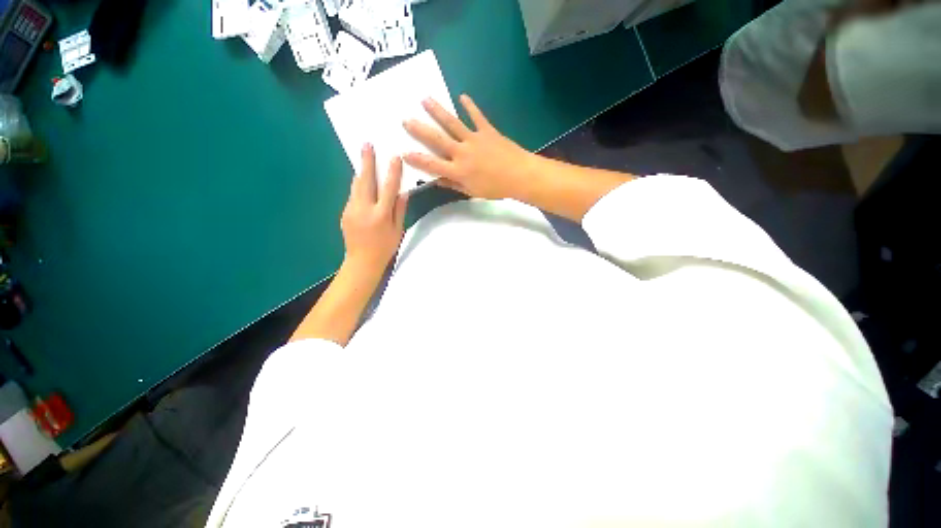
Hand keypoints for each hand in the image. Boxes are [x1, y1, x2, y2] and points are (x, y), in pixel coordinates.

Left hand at [340, 144, 408, 276]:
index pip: (388, 189)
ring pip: (356, 186)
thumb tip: (403, 193)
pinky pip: (353, 195)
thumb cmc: (385, 247)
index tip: (394, 158)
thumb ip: (399, 210)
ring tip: (365, 160)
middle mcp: (364, 209)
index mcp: (381, 215)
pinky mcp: (345, 212)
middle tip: (367, 145)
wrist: (362, 261)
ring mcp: (351, 210)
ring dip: (361, 172)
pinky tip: (363, 185)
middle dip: (367, 162)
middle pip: (365, 181)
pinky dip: (359, 187)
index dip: (393, 172)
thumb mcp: (397, 230)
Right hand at [403, 94, 534, 199]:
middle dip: (420, 130)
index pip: (432, 165)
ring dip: (438, 111)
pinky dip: (470, 106)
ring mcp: (474, 139)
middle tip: (406, 119)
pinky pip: (477, 116)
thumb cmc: (495, 188)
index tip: (403, 153)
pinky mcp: (487, 130)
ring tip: (425, 99)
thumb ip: (454, 185)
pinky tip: (462, 96)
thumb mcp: (472, 192)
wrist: (519, 175)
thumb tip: (437, 181)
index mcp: (458, 171)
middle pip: (437, 140)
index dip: (417, 160)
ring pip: (452, 123)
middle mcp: (462, 153)